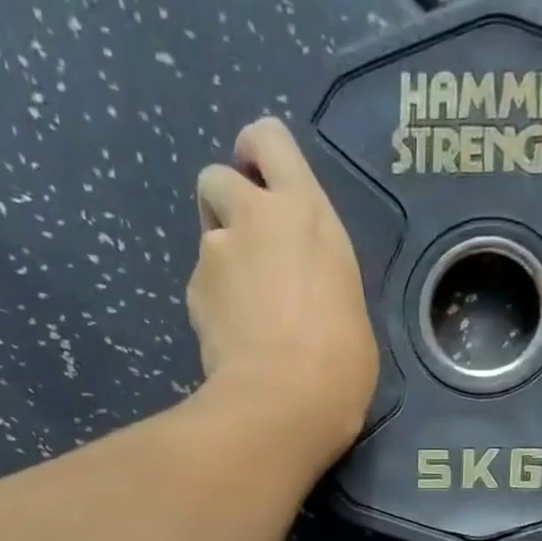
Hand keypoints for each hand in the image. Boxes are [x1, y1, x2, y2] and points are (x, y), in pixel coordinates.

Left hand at [189, 118, 378, 462]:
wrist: (285, 401)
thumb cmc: (340, 359)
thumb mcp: (347, 302)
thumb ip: (319, 276)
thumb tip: (305, 293)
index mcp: (305, 211)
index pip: (268, 140)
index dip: (256, 152)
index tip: (260, 176)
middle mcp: (255, 218)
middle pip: (217, 176)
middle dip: (226, 204)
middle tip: (249, 247)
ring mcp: (216, 254)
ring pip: (206, 237)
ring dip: (220, 260)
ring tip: (243, 309)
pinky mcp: (194, 294)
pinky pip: (201, 288)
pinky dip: (213, 306)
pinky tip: (232, 340)